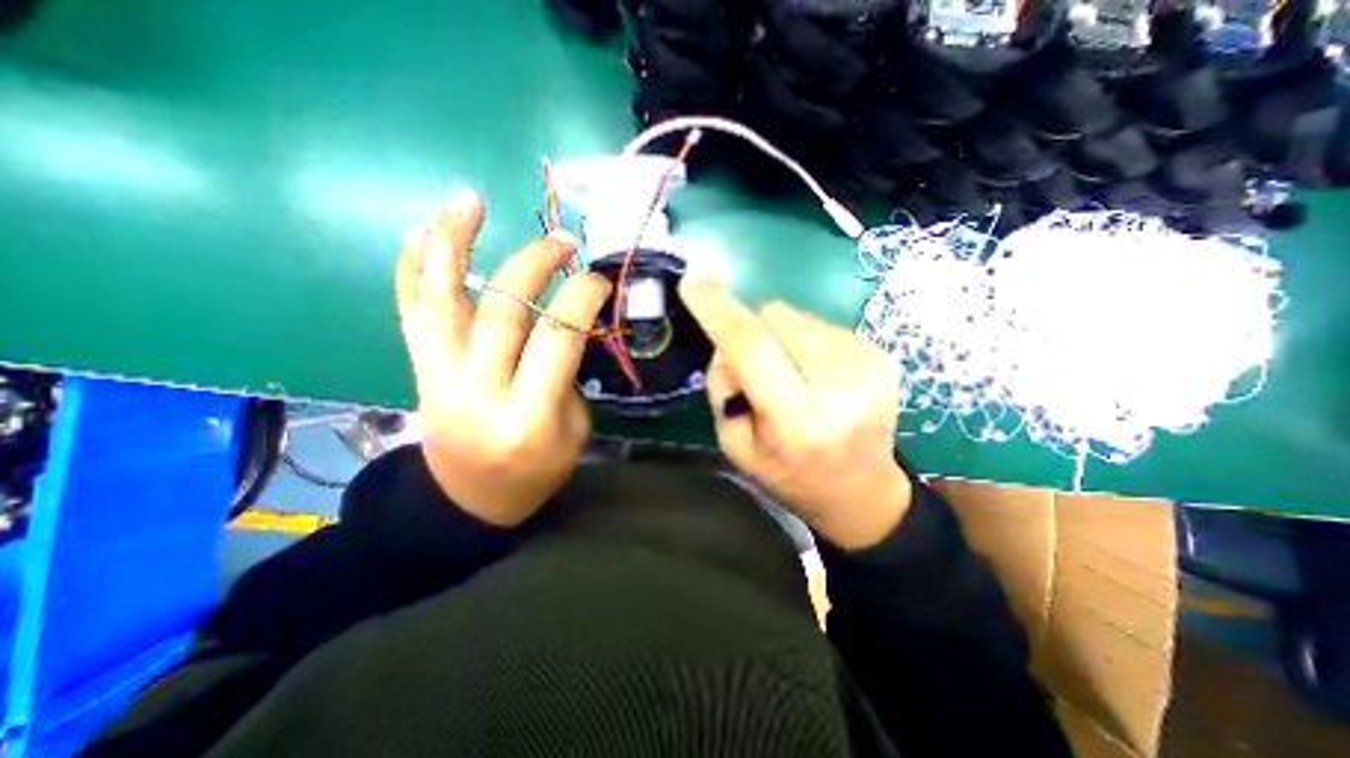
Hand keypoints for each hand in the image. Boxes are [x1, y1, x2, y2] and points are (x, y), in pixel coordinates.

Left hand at [396, 192, 611, 522]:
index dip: (580, 298)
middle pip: (502, 309)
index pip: (556, 338)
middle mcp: (478, 391)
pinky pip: (411, 313)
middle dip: (534, 264)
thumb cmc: (534, 472)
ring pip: (441, 299)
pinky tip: (418, 234)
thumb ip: (565, 376)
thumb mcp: (572, 432)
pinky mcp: (418, 371)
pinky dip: (412, 270)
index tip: (597, 279)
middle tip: (560, 243)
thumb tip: (562, 324)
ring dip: (452, 243)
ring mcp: (439, 378)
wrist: (468, 501)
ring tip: (468, 200)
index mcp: (528, 416)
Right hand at [680, 277, 912, 548]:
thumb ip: (723, 389)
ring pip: (800, 316)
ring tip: (791, 373)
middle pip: (777, 317)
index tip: (694, 279)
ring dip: (782, 336)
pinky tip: (817, 374)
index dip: (718, 309)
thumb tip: (726, 343)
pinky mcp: (883, 359)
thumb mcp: (736, 446)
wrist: (860, 492)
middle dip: (753, 328)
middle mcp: (838, 390)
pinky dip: (809, 341)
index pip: (750, 348)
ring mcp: (868, 370)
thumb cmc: (789, 474)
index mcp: (796, 422)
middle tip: (757, 363)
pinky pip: (825, 325)